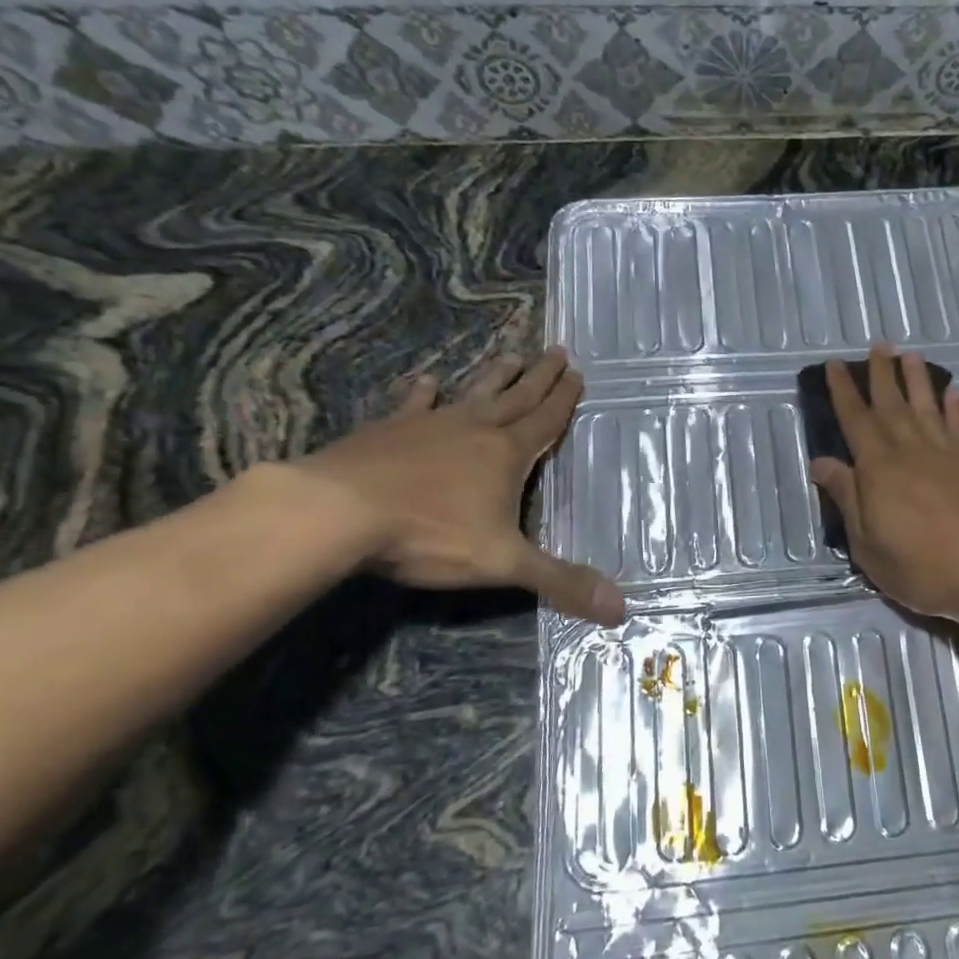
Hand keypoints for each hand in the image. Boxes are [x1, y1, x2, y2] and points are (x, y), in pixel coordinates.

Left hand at [294, 347, 623, 622]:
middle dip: (539, 377)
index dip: (564, 399)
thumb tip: (621, 608)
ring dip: (494, 376)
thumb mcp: (503, 563)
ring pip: (472, 394)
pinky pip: (413, 405)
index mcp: (506, 455)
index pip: (545, 421)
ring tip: (510, 355)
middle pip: (516, 398)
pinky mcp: (386, 431)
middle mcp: (473, 430)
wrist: (337, 512)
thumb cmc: (430, 535)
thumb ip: (560, 582)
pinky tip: (428, 381)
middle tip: (556, 350)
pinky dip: (423, 393)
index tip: (577, 373)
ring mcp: (427, 425)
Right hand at [809, 343, 958, 623]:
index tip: (835, 365)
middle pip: (892, 404)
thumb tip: (821, 462)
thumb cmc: (922, 566)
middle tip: (877, 345)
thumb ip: (847, 498)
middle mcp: (912, 450)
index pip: (855, 419)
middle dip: (881, 374)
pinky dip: (953, 408)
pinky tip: (952, 394)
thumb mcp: (868, 544)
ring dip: (917, 380)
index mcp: (879, 468)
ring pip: (927, 406)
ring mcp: (948, 454)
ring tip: (910, 355)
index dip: (843, 391)